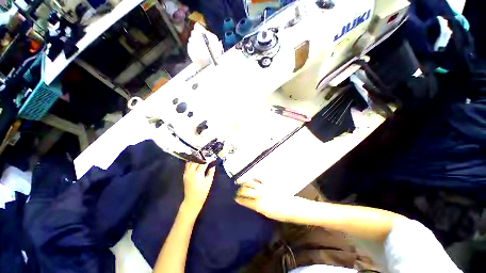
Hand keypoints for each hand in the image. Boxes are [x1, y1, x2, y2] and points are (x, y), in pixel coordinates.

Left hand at [182, 162, 215, 212]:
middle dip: (203, 158)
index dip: (209, 159)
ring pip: (191, 161)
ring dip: (197, 159)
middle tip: (208, 158)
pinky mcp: (184, 175)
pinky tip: (196, 163)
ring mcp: (186, 173)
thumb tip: (213, 166)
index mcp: (198, 173)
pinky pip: (187, 165)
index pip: (204, 162)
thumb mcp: (209, 182)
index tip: (213, 158)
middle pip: (197, 160)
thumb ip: (211, 173)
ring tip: (202, 159)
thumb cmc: (202, 192)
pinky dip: (192, 162)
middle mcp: (191, 172)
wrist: (192, 200)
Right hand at [235, 179, 300, 221]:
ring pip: (251, 182)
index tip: (235, 198)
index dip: (239, 199)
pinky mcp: (269, 182)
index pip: (245, 200)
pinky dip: (255, 178)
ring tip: (241, 182)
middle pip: (246, 190)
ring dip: (244, 182)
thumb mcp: (266, 214)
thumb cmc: (280, 214)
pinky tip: (253, 179)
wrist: (291, 207)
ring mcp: (264, 187)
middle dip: (240, 190)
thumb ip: (257, 207)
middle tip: (237, 190)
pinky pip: (260, 178)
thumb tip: (250, 202)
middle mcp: (259, 195)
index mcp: (258, 205)